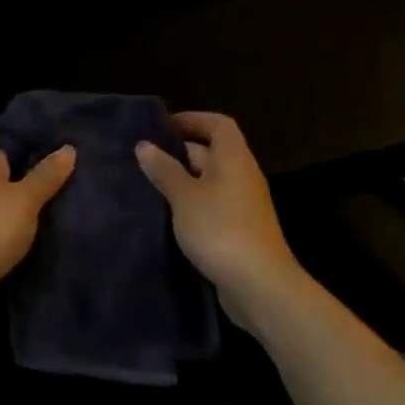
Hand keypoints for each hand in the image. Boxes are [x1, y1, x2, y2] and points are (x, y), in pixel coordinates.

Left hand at [0, 147, 75, 330]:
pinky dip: (16, 239)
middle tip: (74, 196)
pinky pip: (1, 234)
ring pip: (8, 211)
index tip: (70, 169)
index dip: (41, 158)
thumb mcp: (25, 199)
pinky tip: (41, 245)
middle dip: (38, 191)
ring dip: (28, 219)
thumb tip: (69, 148)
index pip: (15, 152)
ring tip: (64, 221)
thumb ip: (47, 175)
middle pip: (12, 182)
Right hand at [135, 112, 307, 331]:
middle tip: (147, 159)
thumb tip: (145, 145)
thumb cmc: (220, 229)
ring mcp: (244, 204)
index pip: (218, 124)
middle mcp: (243, 175)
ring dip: (184, 181)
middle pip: (213, 151)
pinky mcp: (240, 229)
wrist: (259, 284)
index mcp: (234, 158)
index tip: (162, 127)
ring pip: (211, 181)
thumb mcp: (184, 196)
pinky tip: (169, 217)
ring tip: (151, 186)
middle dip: (181, 152)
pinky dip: (192, 204)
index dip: (192, 120)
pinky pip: (213, 205)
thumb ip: (164, 170)